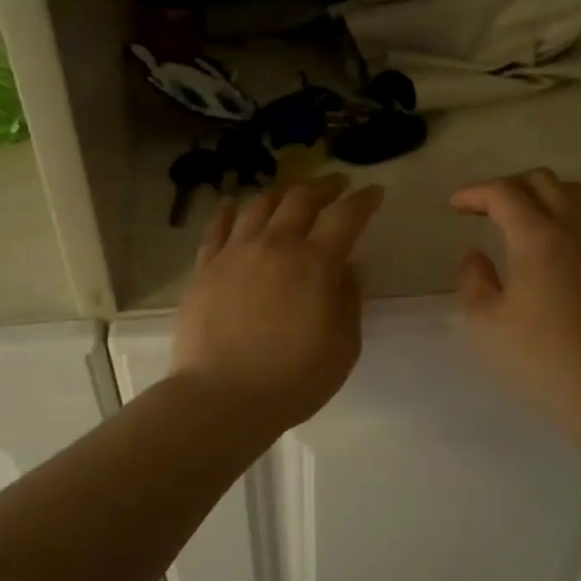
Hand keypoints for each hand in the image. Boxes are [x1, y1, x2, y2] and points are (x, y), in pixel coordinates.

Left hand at [172, 173, 384, 431]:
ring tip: (290, 192)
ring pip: (259, 204)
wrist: (222, 397)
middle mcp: (275, 245)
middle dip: (324, 185)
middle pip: (301, 198)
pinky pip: (217, 227)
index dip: (364, 201)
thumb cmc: (292, 379)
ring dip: (281, 192)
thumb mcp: (343, 347)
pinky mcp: (205, 268)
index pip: (346, 217)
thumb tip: (349, 268)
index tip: (374, 192)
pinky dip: (229, 210)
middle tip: (337, 184)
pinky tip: (233, 204)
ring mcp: (235, 253)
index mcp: (315, 263)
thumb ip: (349, 301)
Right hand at [452, 170, 580, 435]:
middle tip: (484, 210)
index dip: (475, 193)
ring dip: (541, 195)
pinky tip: (546, 248)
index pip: (504, 193)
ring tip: (518, 220)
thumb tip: (476, 256)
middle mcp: (573, 230)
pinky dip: (562, 216)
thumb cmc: (537, 356)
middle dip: (508, 186)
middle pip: (543, 181)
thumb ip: (473, 280)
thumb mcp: (484, 322)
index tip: (455, 207)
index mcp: (537, 238)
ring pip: (573, 194)